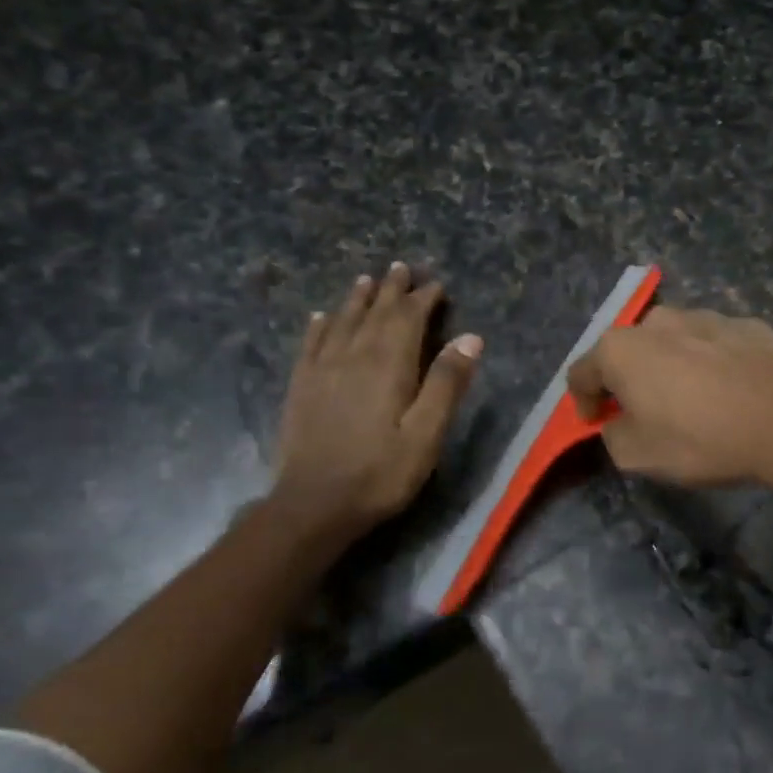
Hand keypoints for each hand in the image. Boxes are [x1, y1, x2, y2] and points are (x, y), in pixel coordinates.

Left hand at [272, 262, 481, 537]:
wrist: (314, 504)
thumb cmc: (380, 473)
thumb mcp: (426, 434)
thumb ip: (447, 384)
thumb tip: (471, 338)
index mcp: (388, 365)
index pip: (407, 319)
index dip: (422, 299)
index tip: (435, 284)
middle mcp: (353, 357)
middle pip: (374, 313)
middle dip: (391, 290)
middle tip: (401, 268)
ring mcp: (322, 370)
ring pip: (342, 322)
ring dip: (357, 299)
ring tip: (366, 280)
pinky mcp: (301, 387)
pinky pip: (311, 344)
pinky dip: (320, 326)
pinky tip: (321, 317)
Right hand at [566, 307, 772, 487]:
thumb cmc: (702, 439)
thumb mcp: (638, 456)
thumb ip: (613, 436)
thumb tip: (618, 423)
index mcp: (621, 348)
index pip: (581, 373)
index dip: (583, 403)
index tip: (597, 425)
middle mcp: (658, 321)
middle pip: (627, 352)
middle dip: (628, 380)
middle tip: (644, 413)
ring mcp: (706, 316)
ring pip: (673, 344)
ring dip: (671, 369)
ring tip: (694, 403)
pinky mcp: (747, 324)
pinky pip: (714, 346)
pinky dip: (711, 365)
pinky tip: (731, 394)